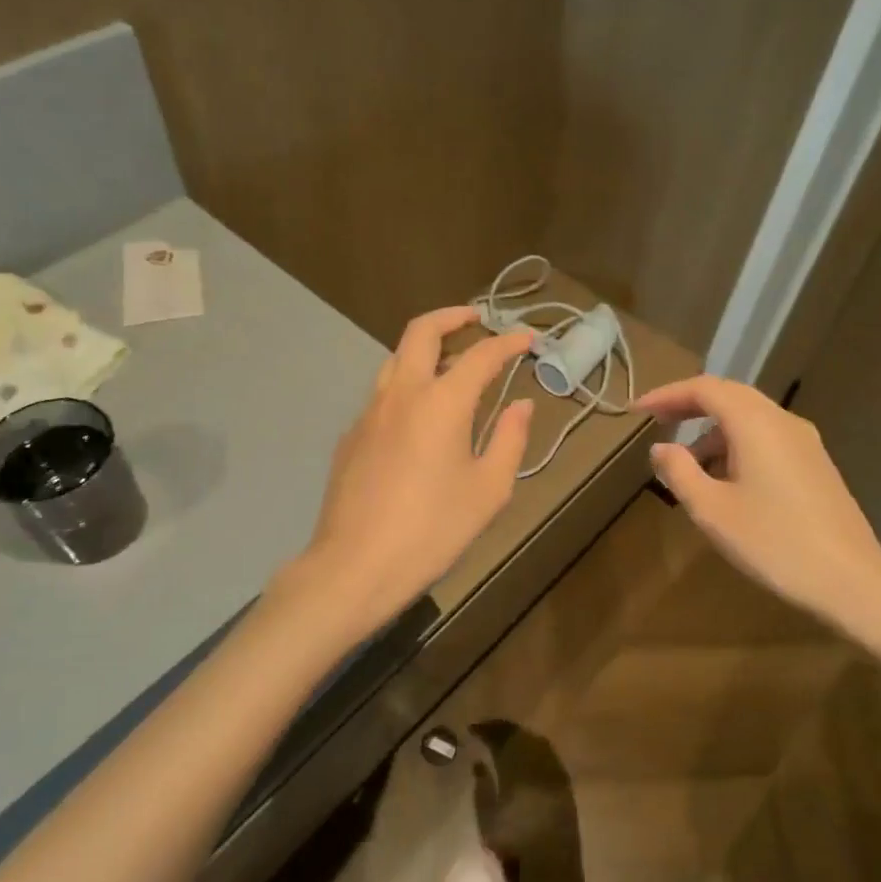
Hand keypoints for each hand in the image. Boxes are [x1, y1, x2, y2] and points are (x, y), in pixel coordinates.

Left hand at [293, 307, 533, 637]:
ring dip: (426, 349)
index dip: (508, 342)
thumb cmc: (433, 529)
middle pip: (422, 331)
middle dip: (452, 316)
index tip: (528, 338)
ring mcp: (369, 411)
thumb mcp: (488, 490)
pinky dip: (407, 386)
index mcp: (441, 402)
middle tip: (477, 319)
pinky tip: (420, 419)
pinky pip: (383, 394)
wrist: (356, 565)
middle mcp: (401, 392)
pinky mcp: (352, 435)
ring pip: (395, 359)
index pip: (481, 354)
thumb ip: (509, 439)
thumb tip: (522, 405)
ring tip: (451, 364)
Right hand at [637, 376, 880, 639]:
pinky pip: (767, 438)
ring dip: (714, 431)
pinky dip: (737, 445)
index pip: (705, 389)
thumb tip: (661, 448)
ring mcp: (805, 443)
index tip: (637, 410)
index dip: (667, 394)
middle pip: (730, 396)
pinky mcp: (816, 465)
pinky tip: (726, 482)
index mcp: (755, 424)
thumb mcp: (711, 510)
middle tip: (657, 421)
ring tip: (687, 465)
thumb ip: (679, 472)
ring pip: (750, 419)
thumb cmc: (773, 542)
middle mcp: (783, 421)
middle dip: (690, 405)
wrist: (851, 581)